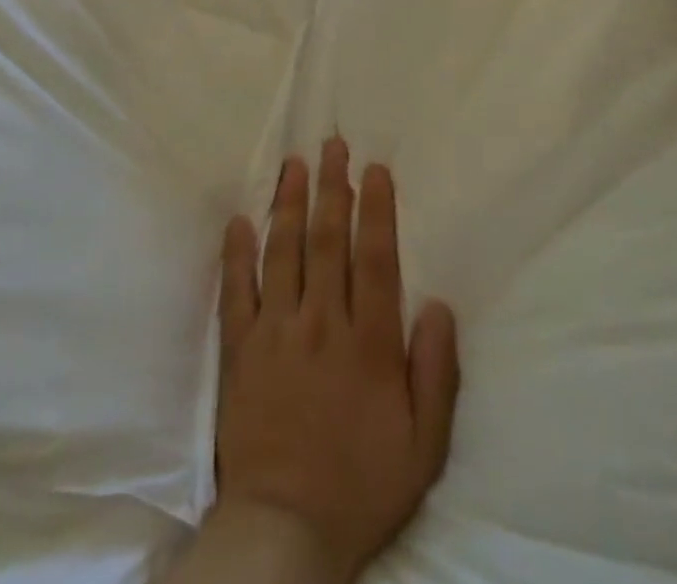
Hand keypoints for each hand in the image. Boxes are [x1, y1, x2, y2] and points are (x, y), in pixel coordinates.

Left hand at [210, 140, 459, 583]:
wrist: (285, 531)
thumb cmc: (361, 485)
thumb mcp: (424, 444)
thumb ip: (437, 372)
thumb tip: (440, 304)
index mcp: (369, 343)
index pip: (375, 258)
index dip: (376, 209)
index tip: (374, 169)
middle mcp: (322, 324)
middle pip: (327, 241)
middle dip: (331, 188)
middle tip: (332, 145)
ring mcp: (276, 333)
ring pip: (283, 252)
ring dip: (288, 204)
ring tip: (293, 164)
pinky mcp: (240, 350)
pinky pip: (236, 292)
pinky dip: (236, 254)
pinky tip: (238, 220)